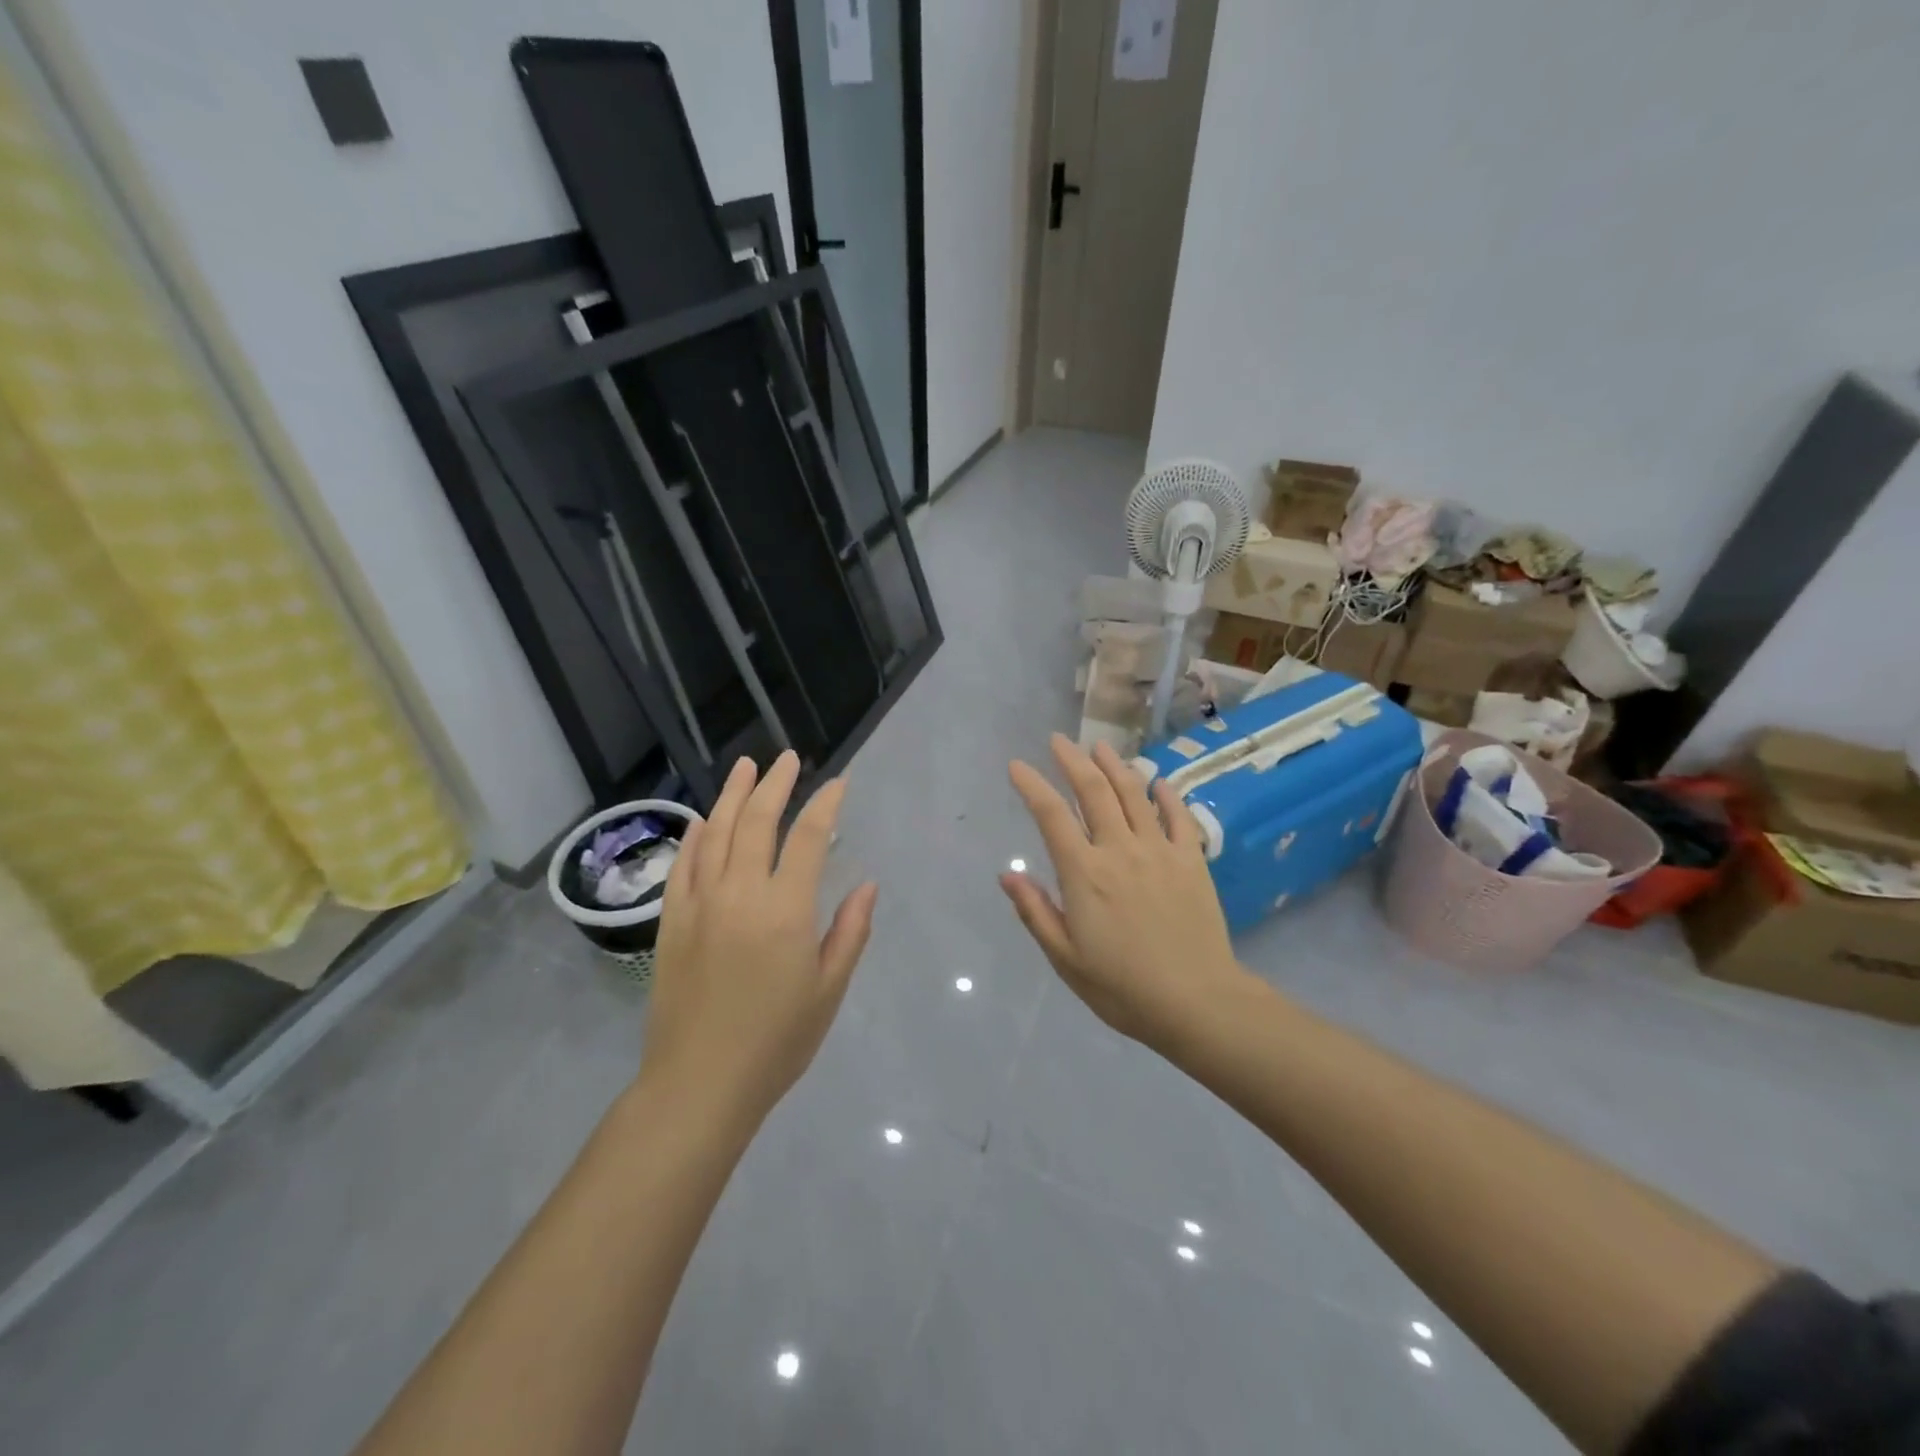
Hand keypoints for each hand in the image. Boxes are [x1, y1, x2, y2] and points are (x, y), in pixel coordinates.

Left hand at [641, 752, 876, 1124]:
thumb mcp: (828, 990)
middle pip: (758, 822)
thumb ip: (850, 932)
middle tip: (786, 758)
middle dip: (775, 784)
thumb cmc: (776, 1041)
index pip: (809, 838)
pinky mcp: (672, 922)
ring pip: (717, 833)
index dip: (826, 805)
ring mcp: (700, 904)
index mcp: (785, 910)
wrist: (699, 1084)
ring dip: (733, 796)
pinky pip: (683, 866)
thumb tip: (867, 885)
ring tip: (745, 767)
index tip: (838, 783)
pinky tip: (704, 820)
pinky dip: (695, 836)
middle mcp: (740, 894)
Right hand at [1001, 735, 1249, 1049]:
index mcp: (1084, 873)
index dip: (1032, 785)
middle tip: (1059, 740)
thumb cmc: (1122, 987)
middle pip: (1093, 791)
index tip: (1017, 765)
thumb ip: (1036, 912)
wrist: (1197, 1002)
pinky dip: (1166, 794)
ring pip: (1134, 794)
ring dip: (1115, 766)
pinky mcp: (1191, 860)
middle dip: (1072, 760)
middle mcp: (1119, 849)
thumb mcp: (1066, 958)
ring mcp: (1159, 851)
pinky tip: (1157, 782)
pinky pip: (1178, 816)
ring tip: (1101, 748)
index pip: (1051, 815)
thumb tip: (1008, 874)